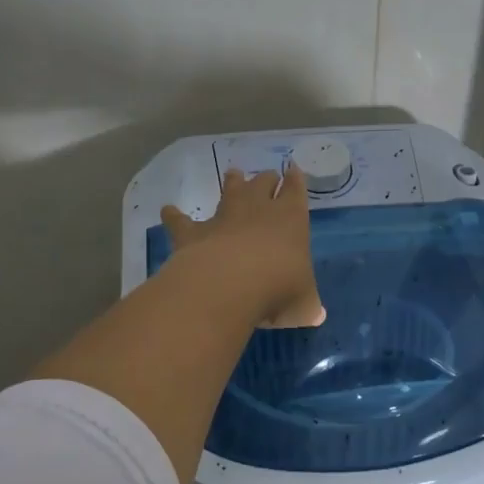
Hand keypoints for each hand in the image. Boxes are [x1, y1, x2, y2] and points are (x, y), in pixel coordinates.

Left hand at [162, 166, 324, 328]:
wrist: (230, 285)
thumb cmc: (279, 289)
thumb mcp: (304, 304)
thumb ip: (308, 305)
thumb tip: (315, 314)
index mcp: (291, 219)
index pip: (296, 191)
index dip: (296, 180)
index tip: (294, 169)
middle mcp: (258, 210)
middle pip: (263, 184)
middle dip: (266, 179)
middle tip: (267, 176)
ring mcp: (224, 218)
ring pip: (230, 192)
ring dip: (232, 183)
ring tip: (233, 173)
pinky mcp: (194, 233)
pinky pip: (181, 220)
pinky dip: (175, 215)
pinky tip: (168, 210)